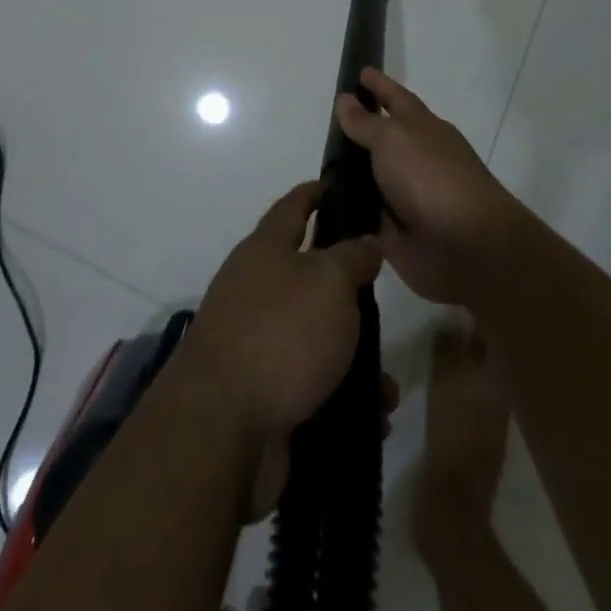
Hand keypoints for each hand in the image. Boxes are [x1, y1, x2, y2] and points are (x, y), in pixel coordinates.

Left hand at [184, 181, 383, 436]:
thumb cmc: (280, 333)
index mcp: (266, 250)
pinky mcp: (265, 394)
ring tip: (387, 385)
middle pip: (309, 277)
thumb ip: (352, 257)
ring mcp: (258, 343)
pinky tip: (374, 419)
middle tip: (384, 301)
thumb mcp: (329, 282)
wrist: (223, 427)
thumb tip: (365, 241)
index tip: (335, 184)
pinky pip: (316, 387)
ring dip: (356, 360)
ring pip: (318, 339)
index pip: (292, 207)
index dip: (314, 193)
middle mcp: (257, 290)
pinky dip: (345, 400)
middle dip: (349, 292)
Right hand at [335, 68, 525, 306]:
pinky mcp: (393, 232)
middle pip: (380, 138)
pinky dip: (346, 211)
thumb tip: (346, 99)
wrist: (465, 247)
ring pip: (368, 177)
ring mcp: (404, 196)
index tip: (358, 71)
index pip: (395, 98)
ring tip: (315, 165)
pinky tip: (321, 206)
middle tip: (324, 121)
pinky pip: (362, 215)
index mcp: (422, 128)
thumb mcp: (394, 138)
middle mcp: (413, 158)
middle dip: (357, 131)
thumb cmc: (431, 177)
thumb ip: (366, 122)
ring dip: (347, 173)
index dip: (378, 85)